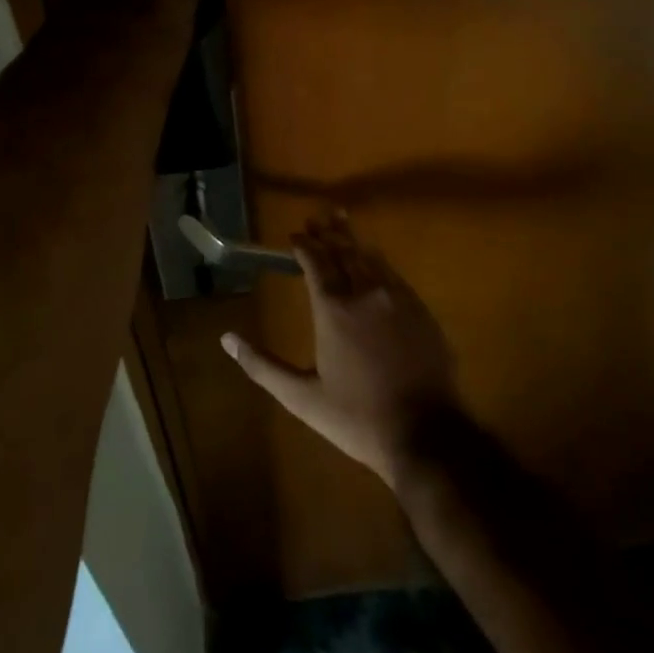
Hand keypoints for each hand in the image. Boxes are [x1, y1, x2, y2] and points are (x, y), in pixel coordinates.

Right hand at [222, 213, 461, 489]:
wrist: (427, 434)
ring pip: (370, 257)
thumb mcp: (302, 398)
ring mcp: (396, 298)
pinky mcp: (420, 309)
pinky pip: (393, 273)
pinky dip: (377, 260)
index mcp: (333, 309)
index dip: (304, 245)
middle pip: (343, 251)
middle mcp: (364, 292)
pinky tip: (374, 259)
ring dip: (352, 239)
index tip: (295, 235)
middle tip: (317, 218)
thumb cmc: (357, 418)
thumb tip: (226, 339)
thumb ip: (262, 366)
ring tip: (341, 222)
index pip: (315, 262)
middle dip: (327, 233)